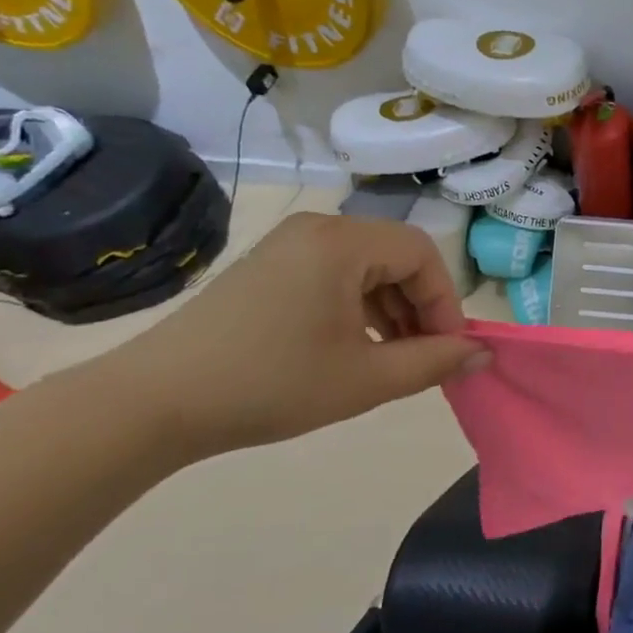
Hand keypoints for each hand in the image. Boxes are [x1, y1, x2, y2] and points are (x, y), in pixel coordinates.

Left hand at [95, 212, 487, 464]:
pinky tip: (351, 346)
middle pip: (395, 255)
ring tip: (390, 357)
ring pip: (366, 266)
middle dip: (418, 306)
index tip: (448, 350)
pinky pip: (333, 274)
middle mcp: (318, 229)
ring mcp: (287, 245)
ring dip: (389, 307)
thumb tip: (482, 353)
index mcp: (343, 242)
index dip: (445, 302)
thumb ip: (433, 362)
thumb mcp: (363, 379)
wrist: (151, 404)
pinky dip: (356, 305)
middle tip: (423, 356)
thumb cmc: (270, 384)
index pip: (422, 254)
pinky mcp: (266, 266)